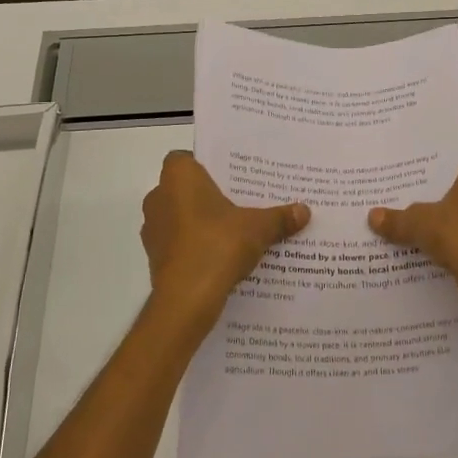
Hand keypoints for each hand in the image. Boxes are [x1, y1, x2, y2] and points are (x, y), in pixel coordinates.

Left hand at [140, 151, 309, 331]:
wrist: (187, 299)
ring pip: (180, 217)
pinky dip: (195, 246)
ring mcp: (153, 229)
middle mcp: (158, 197)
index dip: (206, 165)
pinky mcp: (155, 257)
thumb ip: (279, 217)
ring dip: (200, 222)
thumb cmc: (217, 245)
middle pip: (185, 189)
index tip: (230, 177)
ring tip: (233, 231)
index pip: (185, 158)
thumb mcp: (258, 228)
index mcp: (178, 177)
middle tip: (240, 202)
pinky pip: (178, 242)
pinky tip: (220, 257)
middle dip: (209, 195)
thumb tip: (305, 211)